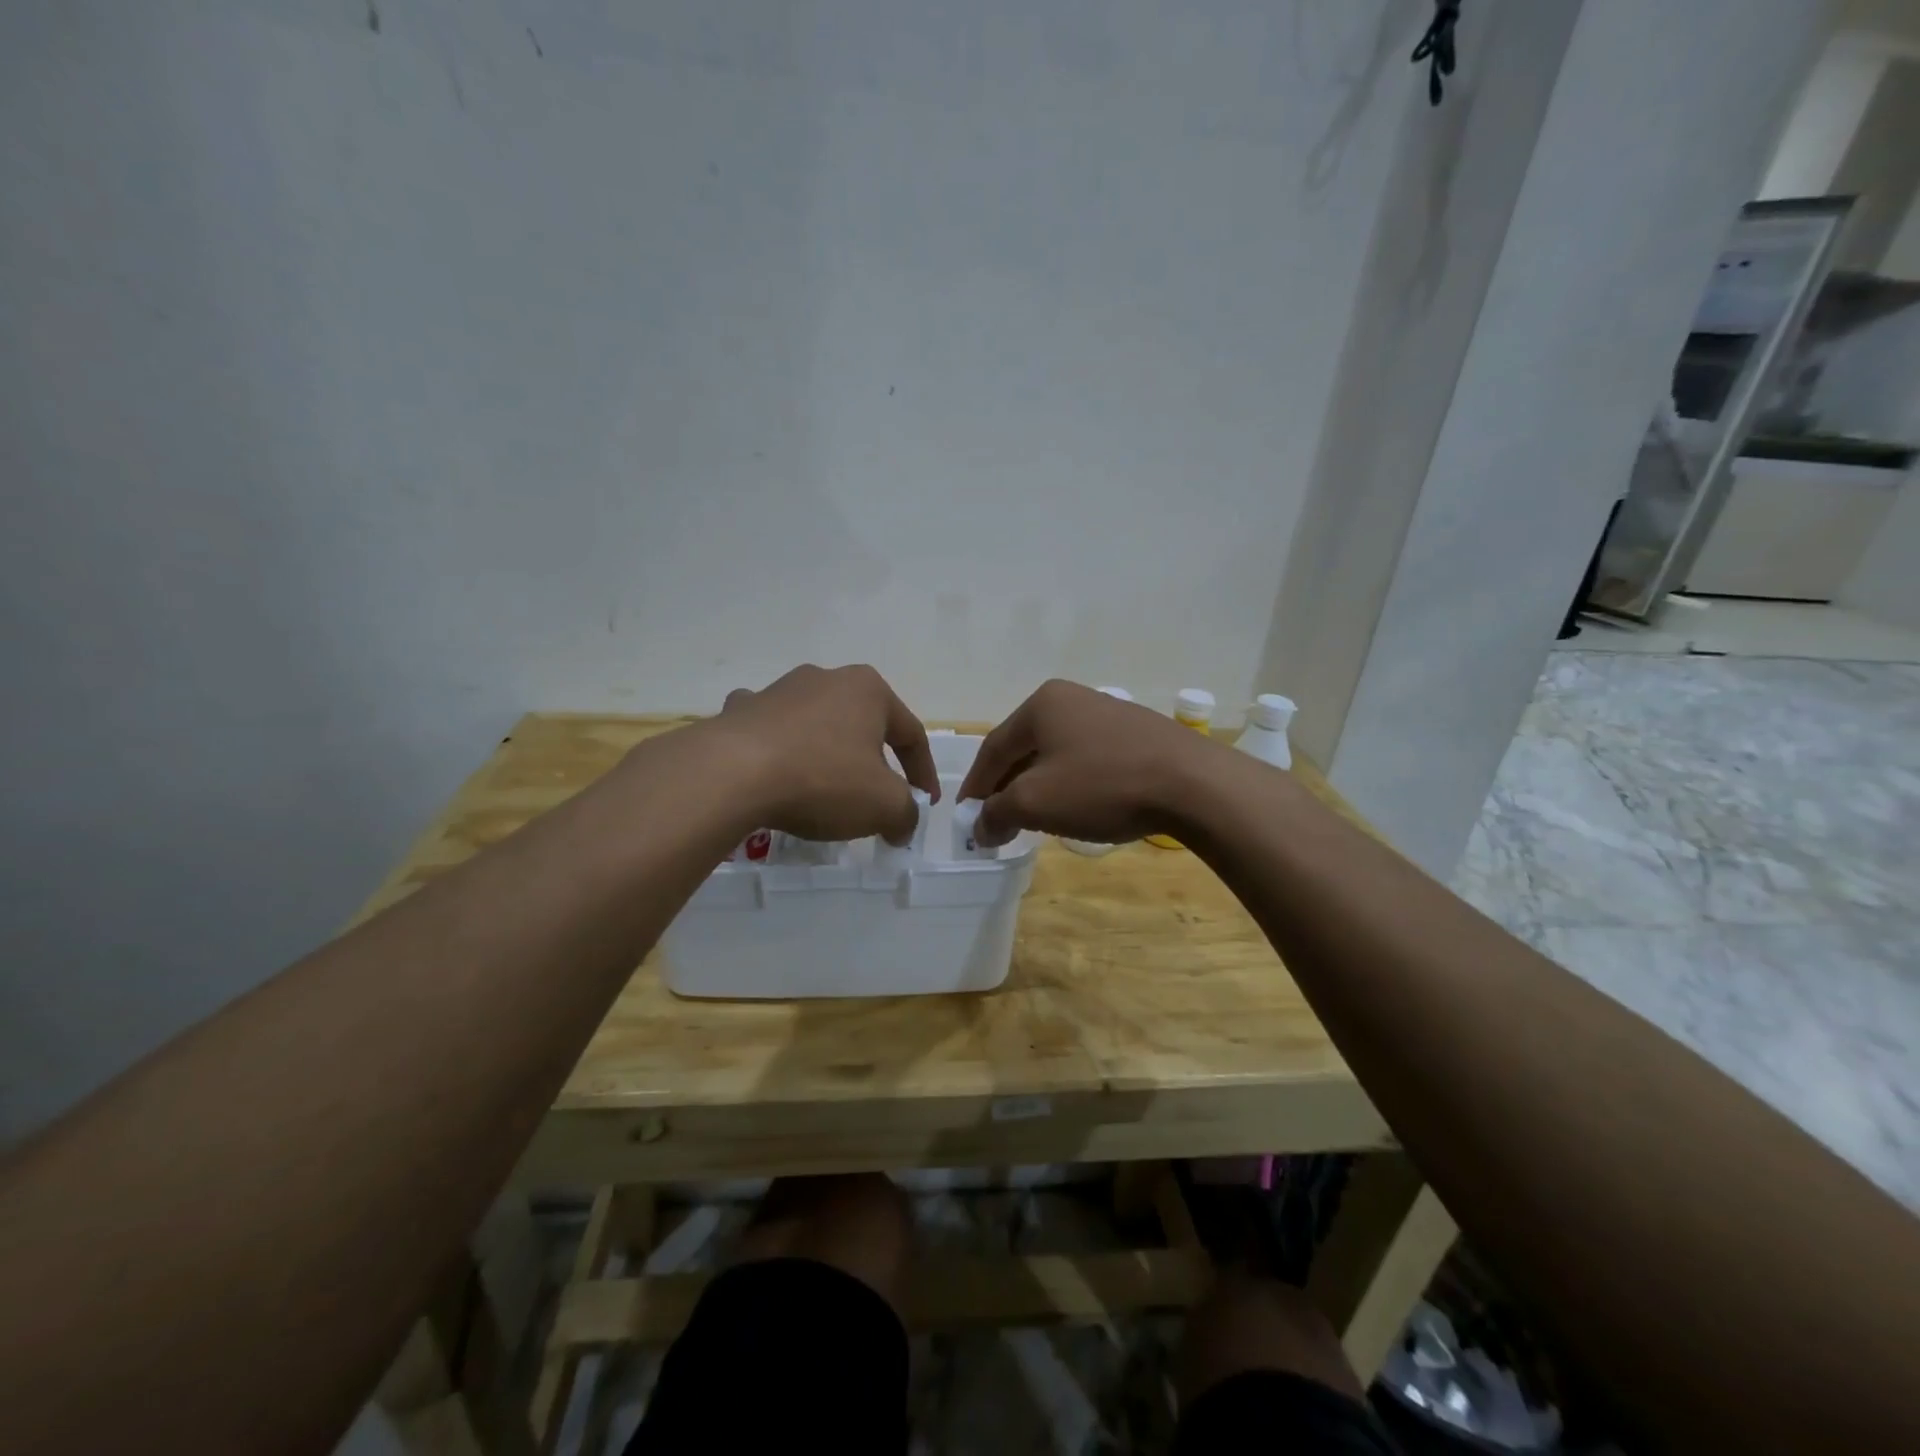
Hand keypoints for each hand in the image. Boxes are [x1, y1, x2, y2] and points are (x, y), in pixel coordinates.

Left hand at [712, 664, 940, 845]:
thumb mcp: (884, 805)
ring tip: (824, 790)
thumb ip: (906, 814)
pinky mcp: (740, 710)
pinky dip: (778, 748)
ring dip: (827, 753)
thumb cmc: (823, 780)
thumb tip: (901, 825)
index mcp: (868, 691)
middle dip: (874, 762)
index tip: (925, 804)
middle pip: (863, 726)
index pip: (911, 734)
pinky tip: (773, 771)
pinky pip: (770, 730)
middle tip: (876, 799)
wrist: (731, 774)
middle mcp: (826, 679)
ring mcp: (779, 690)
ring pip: (816, 725)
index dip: (924, 773)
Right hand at [957, 679, 1215, 847]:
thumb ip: (997, 813)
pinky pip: (1087, 759)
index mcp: (1041, 705)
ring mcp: (1107, 713)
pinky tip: (1077, 806)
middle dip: (1007, 787)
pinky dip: (1071, 784)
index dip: (975, 786)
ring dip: (1038, 786)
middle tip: (996, 820)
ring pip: (1056, 754)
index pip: (993, 749)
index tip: (966, 817)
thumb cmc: (1102, 785)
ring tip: (1033, 818)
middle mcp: (1071, 699)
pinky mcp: (1136, 733)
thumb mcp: (1036, 803)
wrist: (1192, 783)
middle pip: (1024, 748)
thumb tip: (980, 827)